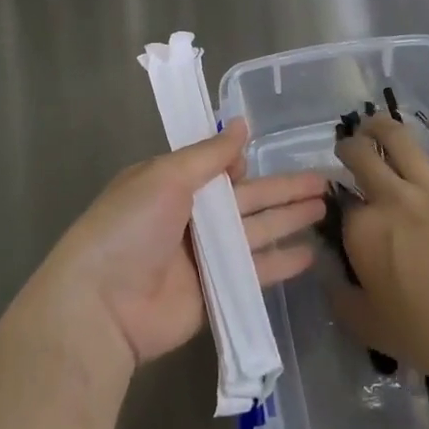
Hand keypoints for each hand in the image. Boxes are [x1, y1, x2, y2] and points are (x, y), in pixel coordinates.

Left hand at [27, 119, 326, 373]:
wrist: (102, 304)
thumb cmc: (130, 226)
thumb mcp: (166, 176)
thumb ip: (209, 154)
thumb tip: (243, 124)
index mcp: (172, 183)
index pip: (218, 167)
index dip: (245, 161)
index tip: (275, 151)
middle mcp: (191, 216)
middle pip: (247, 198)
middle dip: (283, 189)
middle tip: (325, 181)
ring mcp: (204, 256)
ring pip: (256, 231)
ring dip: (289, 219)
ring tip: (327, 209)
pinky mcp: (216, 292)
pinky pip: (254, 271)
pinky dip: (281, 263)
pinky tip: (310, 254)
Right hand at [332, 113, 428, 395]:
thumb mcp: (371, 329)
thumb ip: (343, 300)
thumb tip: (329, 279)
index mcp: (364, 231)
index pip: (340, 205)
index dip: (336, 203)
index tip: (339, 209)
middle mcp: (392, 198)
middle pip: (361, 156)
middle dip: (349, 147)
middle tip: (348, 150)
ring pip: (400, 139)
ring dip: (382, 125)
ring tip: (374, 123)